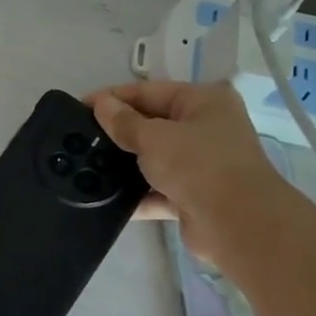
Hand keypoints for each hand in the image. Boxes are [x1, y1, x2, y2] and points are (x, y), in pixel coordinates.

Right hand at [87, 79, 288, 262]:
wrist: (237, 224)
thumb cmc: (198, 165)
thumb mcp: (154, 138)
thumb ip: (123, 122)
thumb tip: (101, 104)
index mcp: (203, 101)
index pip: (149, 91)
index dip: (112, 98)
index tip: (78, 107)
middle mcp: (205, 128)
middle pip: (151, 124)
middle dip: (117, 132)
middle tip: (78, 139)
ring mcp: (201, 164)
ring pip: (153, 159)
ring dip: (124, 165)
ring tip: (86, 167)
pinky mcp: (193, 196)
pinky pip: (156, 190)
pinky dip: (135, 194)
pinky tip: (104, 198)